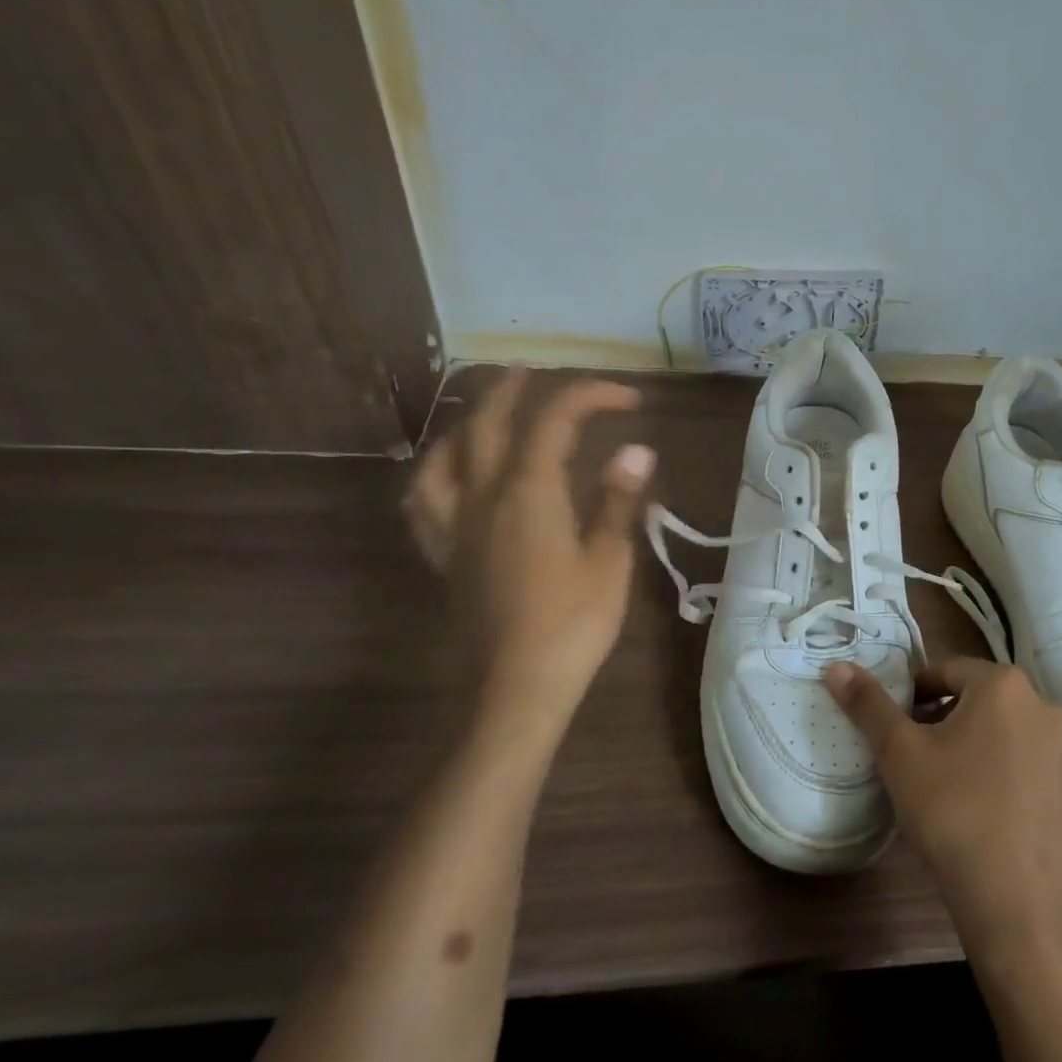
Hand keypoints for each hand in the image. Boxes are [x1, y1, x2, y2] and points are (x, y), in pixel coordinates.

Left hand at [405, 371, 653, 739]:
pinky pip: (424, 501)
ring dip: (466, 423)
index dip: (591, 396)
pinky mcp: (446, 556)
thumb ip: (617, 500)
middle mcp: (484, 497)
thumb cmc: (573, 623)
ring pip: (445, 456)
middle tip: (534, 373)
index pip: (555, 421)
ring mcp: (457, 526)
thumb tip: (636, 450)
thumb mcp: (609, 560)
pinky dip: (435, 474)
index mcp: (529, 492)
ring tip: (484, 415)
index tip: (629, 400)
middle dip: (513, 390)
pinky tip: (447, 476)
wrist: (517, 688)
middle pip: (488, 424)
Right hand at [824, 658, 1061, 968]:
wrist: (1022, 908)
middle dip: (942, 720)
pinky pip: (1026, 765)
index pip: (945, 670)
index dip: (912, 695)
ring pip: (1003, 732)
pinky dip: (1001, 773)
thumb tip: (836, 667)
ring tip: (944, 786)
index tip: (893, 729)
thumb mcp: (900, 755)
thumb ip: (868, 705)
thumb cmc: (955, 814)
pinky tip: (981, 812)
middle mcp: (1043, 706)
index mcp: (1004, 685)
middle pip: (976, 699)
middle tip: (913, 759)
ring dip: (972, 745)